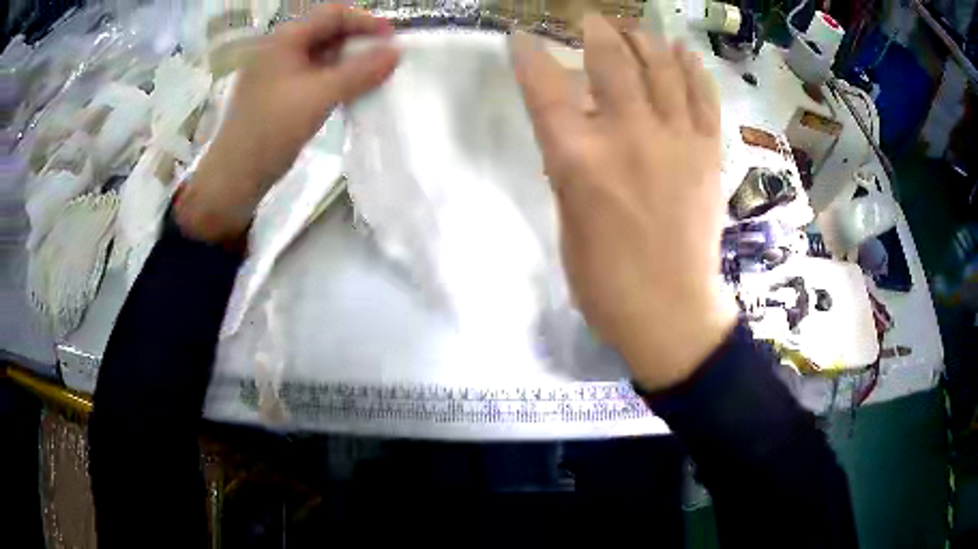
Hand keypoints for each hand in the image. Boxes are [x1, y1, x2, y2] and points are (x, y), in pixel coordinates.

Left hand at [176, 6, 398, 242]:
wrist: (235, 176)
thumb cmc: (272, 129)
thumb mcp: (319, 96)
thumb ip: (360, 72)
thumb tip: (396, 53)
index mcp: (285, 39)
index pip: (333, 14)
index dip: (366, 21)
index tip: (392, 40)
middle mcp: (281, 50)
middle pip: (327, 32)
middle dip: (360, 42)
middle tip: (386, 60)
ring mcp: (278, 73)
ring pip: (322, 56)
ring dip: (349, 62)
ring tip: (374, 77)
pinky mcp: (279, 95)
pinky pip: (313, 77)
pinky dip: (335, 79)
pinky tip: (350, 93)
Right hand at [513, 16, 736, 390]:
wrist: (671, 311)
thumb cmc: (606, 281)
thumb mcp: (567, 220)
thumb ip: (571, 167)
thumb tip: (577, 131)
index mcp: (579, 160)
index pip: (545, 88)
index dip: (530, 56)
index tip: (523, 38)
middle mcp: (627, 136)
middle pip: (611, 61)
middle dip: (598, 31)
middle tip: (592, 21)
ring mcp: (675, 140)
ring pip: (661, 67)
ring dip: (645, 39)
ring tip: (636, 30)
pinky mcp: (707, 152)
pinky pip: (702, 97)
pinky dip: (692, 69)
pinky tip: (682, 52)